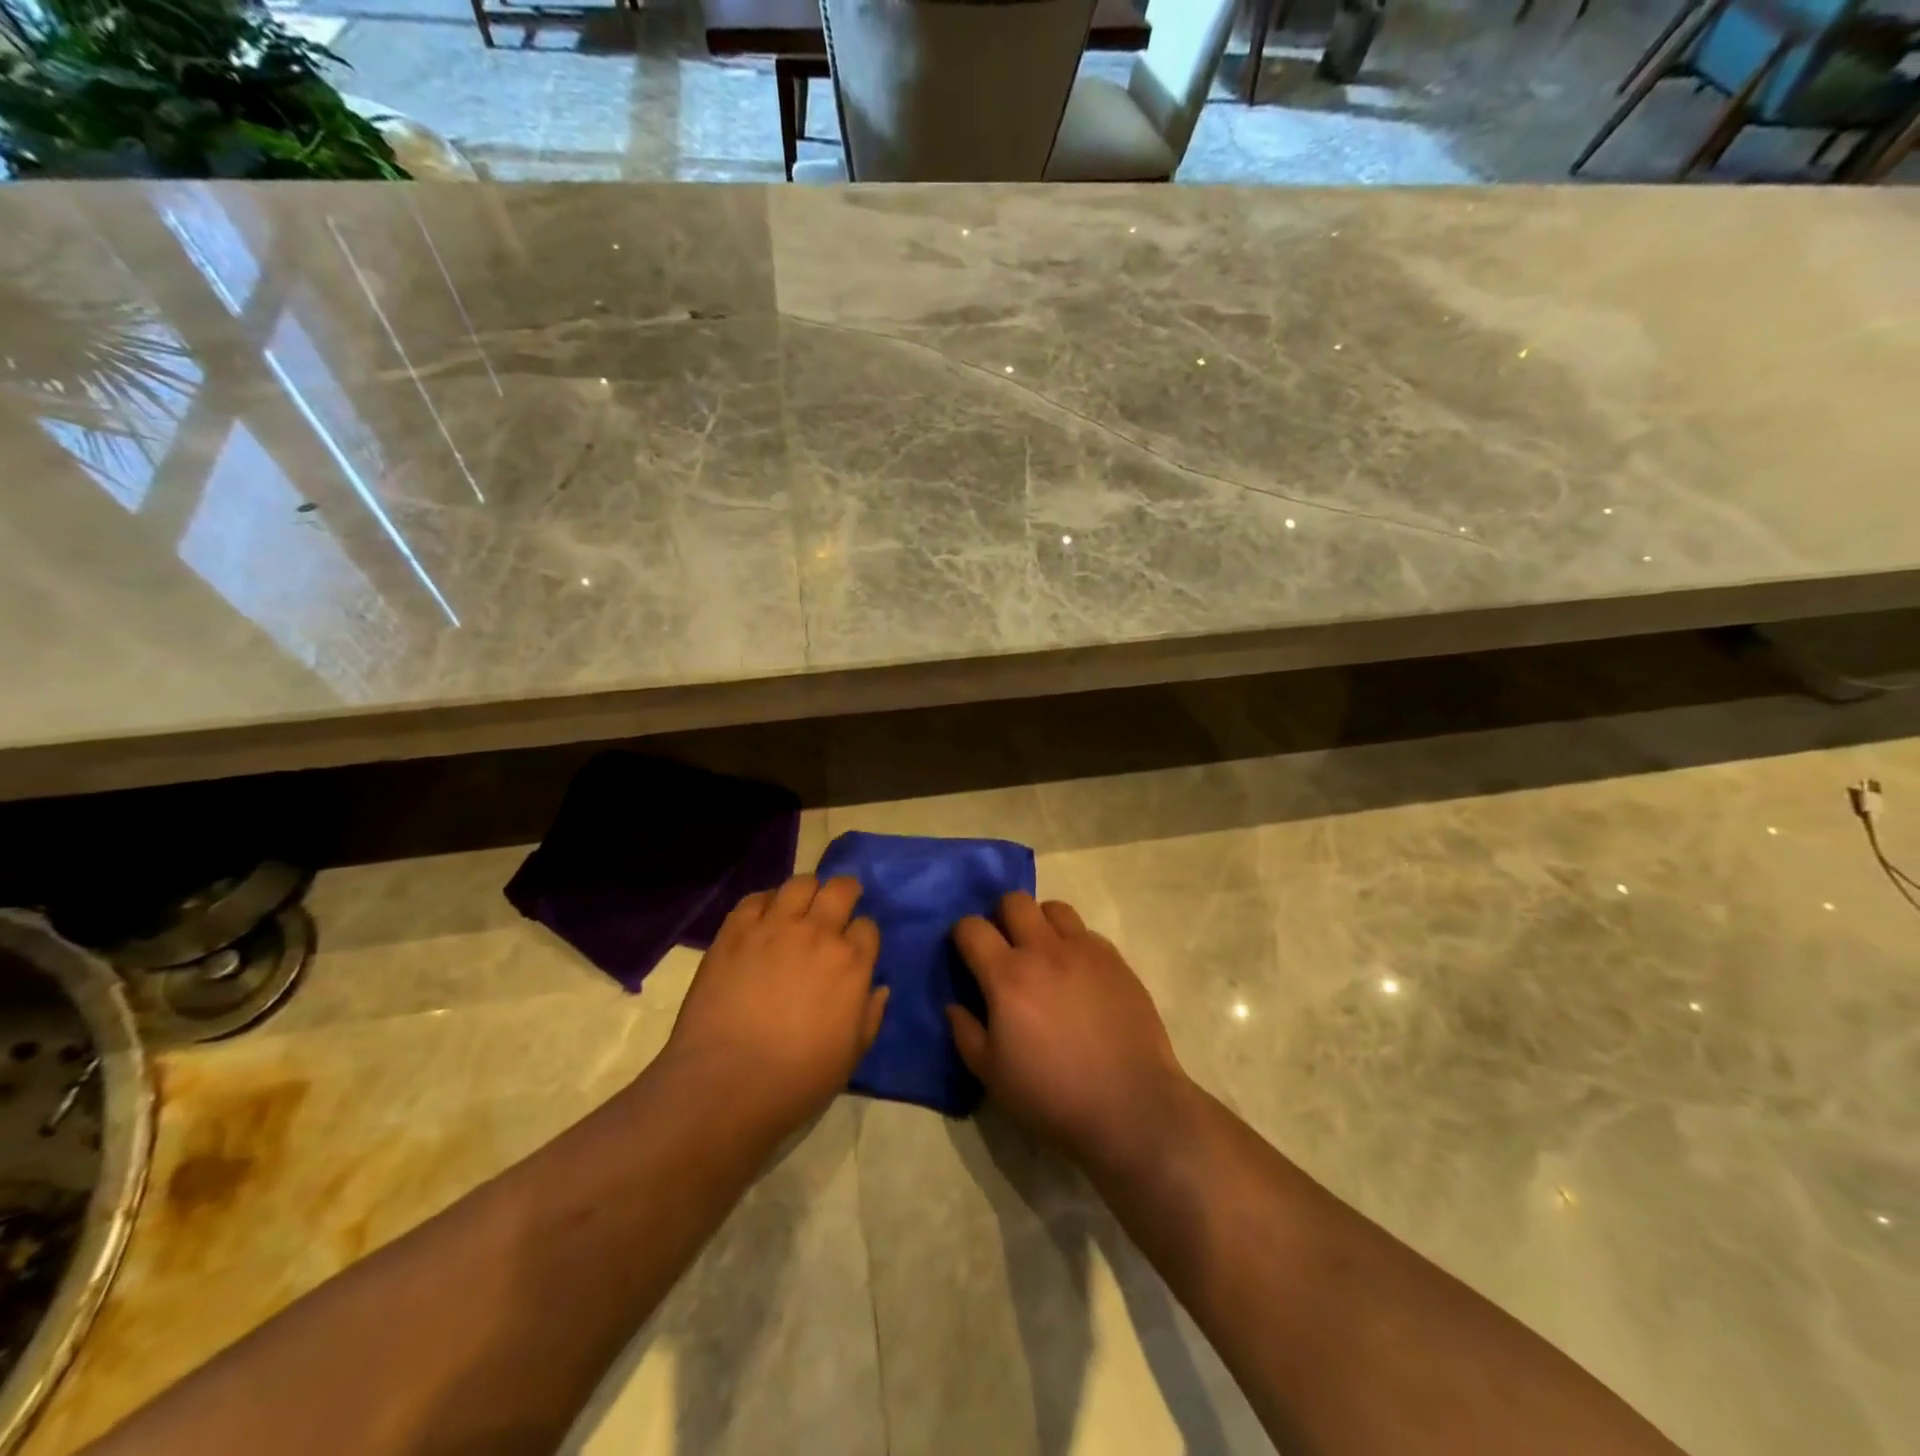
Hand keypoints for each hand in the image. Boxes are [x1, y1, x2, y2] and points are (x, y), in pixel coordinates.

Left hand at [666, 875, 888, 1132]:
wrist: (726, 1083)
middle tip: (836, 907)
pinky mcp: (735, 932)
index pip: (867, 926)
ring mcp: (773, 927)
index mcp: (851, 962)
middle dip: (845, 893)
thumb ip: (870, 1016)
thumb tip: (879, 988)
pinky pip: (754, 899)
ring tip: (800, 908)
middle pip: (840, 889)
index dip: (862, 935)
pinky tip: (763, 919)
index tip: (855, 948)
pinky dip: (764, 903)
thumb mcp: (851, 1055)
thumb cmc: (798, 1079)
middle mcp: (817, 933)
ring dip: (806, 892)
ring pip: (799, 883)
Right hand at [948, 893, 1189, 1169]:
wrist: (1130, 1107)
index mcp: (1008, 976)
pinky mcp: (1117, 961)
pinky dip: (1074, 944)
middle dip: (1001, 916)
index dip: (961, 934)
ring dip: (1041, 923)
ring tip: (1043, 955)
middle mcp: (1045, 950)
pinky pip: (1088, 934)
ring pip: (1055, 909)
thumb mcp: (992, 1076)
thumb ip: (966, 1033)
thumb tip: (955, 1005)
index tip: (965, 954)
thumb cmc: (1052, 1096)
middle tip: (1004, 948)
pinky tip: (1078, 976)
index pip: (972, 927)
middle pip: (1015, 901)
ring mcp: (1086, 951)